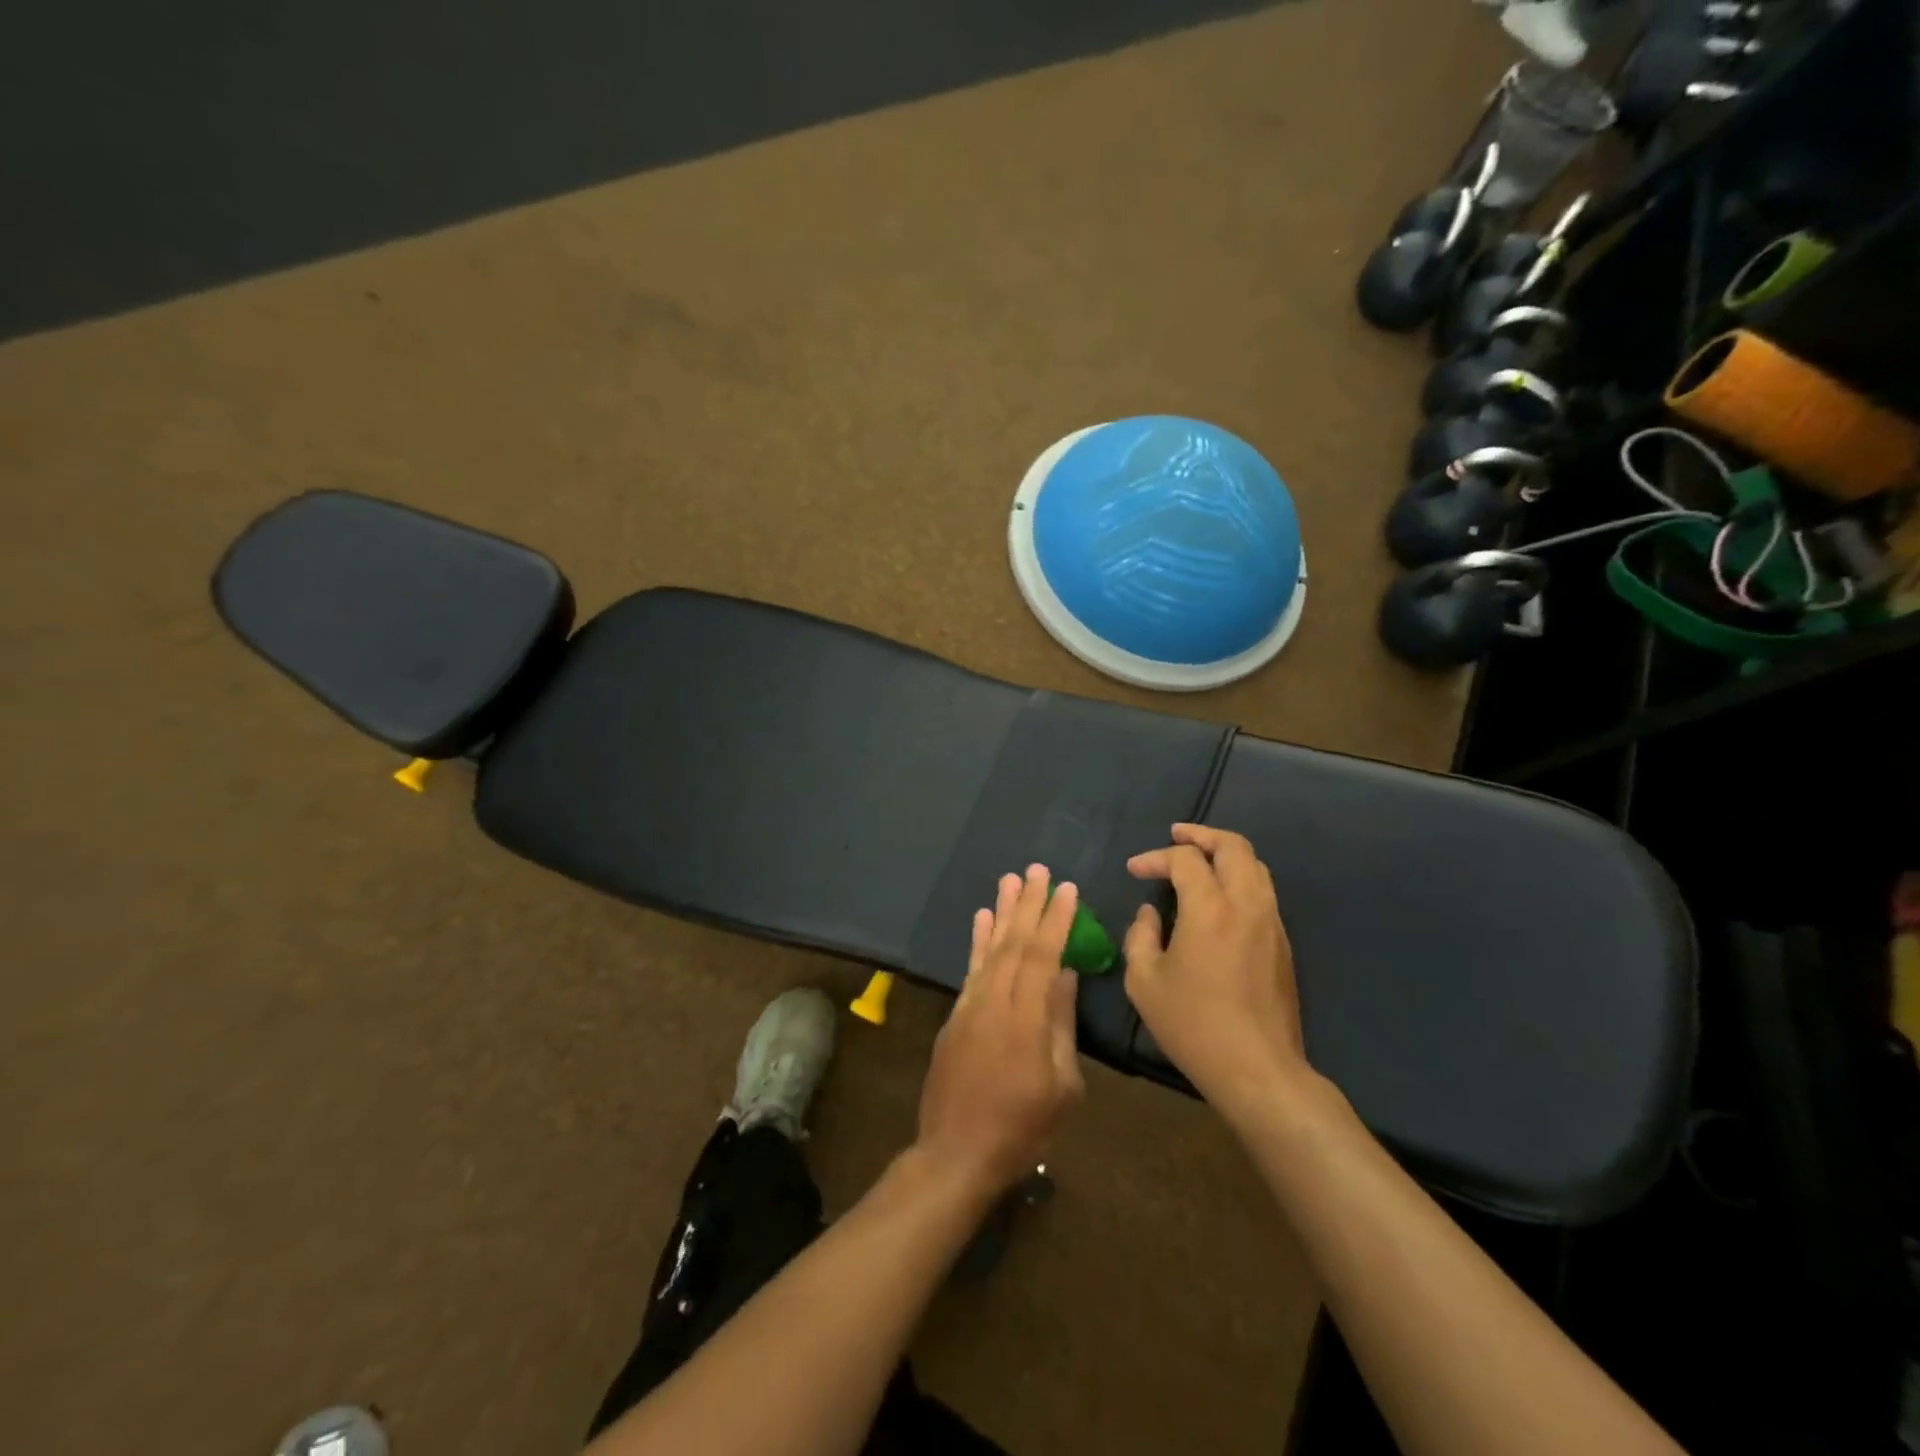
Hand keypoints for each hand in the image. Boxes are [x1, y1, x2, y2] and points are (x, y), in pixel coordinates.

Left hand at [916, 865, 1084, 1198]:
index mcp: (1026, 1019)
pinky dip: (977, 941)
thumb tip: (1067, 975)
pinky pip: (970, 968)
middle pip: (1014, 943)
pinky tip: (982, 919)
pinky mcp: (956, 1015)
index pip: (1043, 956)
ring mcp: (971, 1006)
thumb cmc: (1022, 1127)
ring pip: (989, 949)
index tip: (1067, 889)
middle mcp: (995, 1001)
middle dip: (1027, 904)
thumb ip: (1061, 1024)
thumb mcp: (1061, 1085)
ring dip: (1001, 912)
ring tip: (1009, 880)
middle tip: (1037, 869)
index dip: (1056, 920)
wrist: (956, 1152)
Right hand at [1124, 824, 1310, 1118]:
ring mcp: (1271, 922)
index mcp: (1209, 909)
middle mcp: (1246, 904)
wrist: (1258, 1069)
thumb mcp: (1144, 982)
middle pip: (1233, 846)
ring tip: (1199, 859)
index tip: (1134, 870)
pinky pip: (1263, 891)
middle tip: (1176, 835)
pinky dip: (1240, 878)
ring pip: (1255, 866)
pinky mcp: (1283, 943)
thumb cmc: (1193, 1025)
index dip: (1155, 857)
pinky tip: (1219, 896)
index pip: (1184, 860)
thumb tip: (1150, 913)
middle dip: (1202, 835)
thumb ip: (1140, 936)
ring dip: (1225, 853)